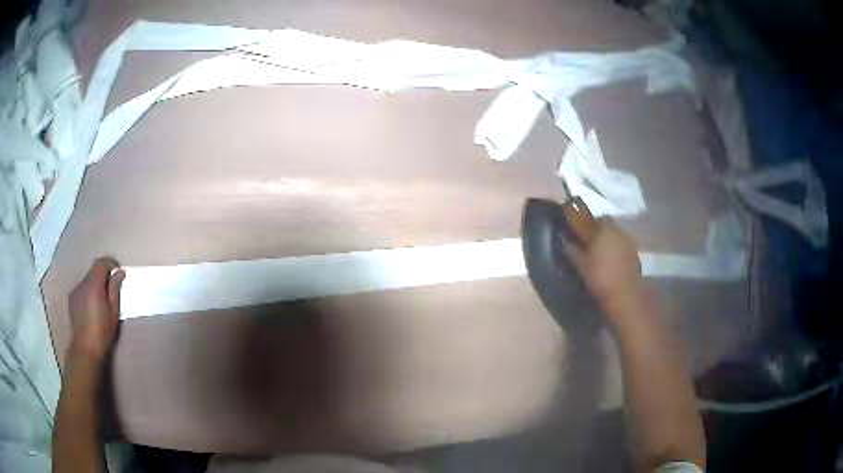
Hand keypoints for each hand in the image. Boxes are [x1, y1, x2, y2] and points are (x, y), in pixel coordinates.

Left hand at [68, 258, 124, 360]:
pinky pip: (81, 288)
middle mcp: (83, 283)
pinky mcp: (71, 298)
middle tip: (110, 288)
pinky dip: (88, 291)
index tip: (117, 273)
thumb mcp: (113, 311)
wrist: (86, 348)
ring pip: (87, 279)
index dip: (110, 264)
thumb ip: (115, 289)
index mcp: (94, 284)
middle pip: (93, 270)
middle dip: (102, 275)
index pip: (101, 263)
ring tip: (100, 299)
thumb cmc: (103, 331)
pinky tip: (91, 306)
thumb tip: (120, 272)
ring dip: (95, 284)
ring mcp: (75, 290)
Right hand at [568, 218, 645, 321]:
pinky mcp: (635, 255)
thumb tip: (566, 241)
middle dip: (600, 233)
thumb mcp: (580, 265)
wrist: (624, 295)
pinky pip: (623, 248)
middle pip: (609, 226)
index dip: (590, 224)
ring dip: (610, 242)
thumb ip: (572, 250)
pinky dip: (617, 252)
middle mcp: (620, 231)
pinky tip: (611, 264)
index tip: (583, 233)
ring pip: (617, 237)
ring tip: (601, 256)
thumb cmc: (600, 277)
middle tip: (590, 245)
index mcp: (605, 229)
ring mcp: (630, 243)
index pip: (597, 218)